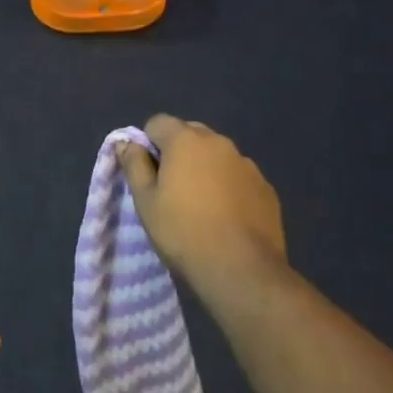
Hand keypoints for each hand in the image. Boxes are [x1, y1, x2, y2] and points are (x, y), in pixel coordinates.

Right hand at [116, 116, 286, 300]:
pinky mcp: (266, 188)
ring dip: (206, 168)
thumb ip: (134, 165)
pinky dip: (229, 187)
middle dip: (178, 151)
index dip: (148, 143)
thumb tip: (126, 142)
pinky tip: (227, 217)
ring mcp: (247, 164)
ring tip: (202, 205)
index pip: (158, 122)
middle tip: (172, 188)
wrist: (241, 270)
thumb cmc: (183, 232)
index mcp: (186, 140)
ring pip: (217, 155)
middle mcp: (219, 143)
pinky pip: (239, 177)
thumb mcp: (146, 201)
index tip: (148, 173)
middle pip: (190, 133)